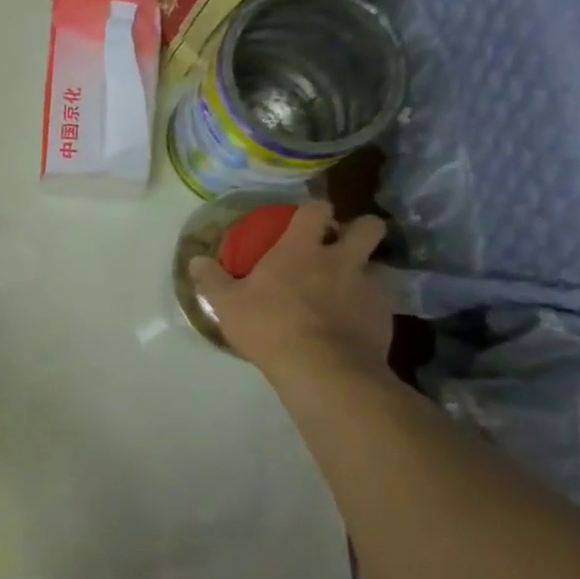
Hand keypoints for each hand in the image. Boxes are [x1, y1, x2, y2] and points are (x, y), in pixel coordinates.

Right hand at [188, 199, 393, 382]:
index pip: (317, 208)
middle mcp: (341, 259)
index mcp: (301, 248)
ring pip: (375, 266)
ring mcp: (368, 287)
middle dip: (358, 229)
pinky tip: (349, 326)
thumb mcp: (227, 305)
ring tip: (341, 292)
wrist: (323, 370)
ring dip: (361, 272)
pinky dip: (365, 308)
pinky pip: (378, 302)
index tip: (305, 220)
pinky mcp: (384, 316)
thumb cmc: (270, 327)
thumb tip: (195, 260)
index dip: (313, 209)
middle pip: (368, 226)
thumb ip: (211, 279)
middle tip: (338, 246)